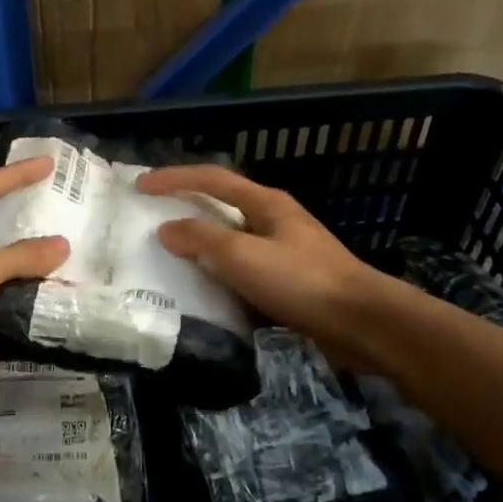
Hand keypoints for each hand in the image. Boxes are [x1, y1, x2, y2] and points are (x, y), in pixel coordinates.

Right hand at [137, 165, 396, 364]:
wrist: (362, 323)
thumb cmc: (300, 281)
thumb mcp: (242, 256)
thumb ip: (201, 239)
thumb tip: (167, 229)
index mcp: (265, 203)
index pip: (211, 178)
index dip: (174, 178)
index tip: (141, 185)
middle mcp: (274, 220)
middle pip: (222, 205)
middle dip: (186, 206)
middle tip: (152, 216)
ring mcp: (285, 250)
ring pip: (232, 240)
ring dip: (202, 243)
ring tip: (169, 254)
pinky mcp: (290, 281)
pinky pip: (243, 269)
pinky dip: (220, 273)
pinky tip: (205, 290)